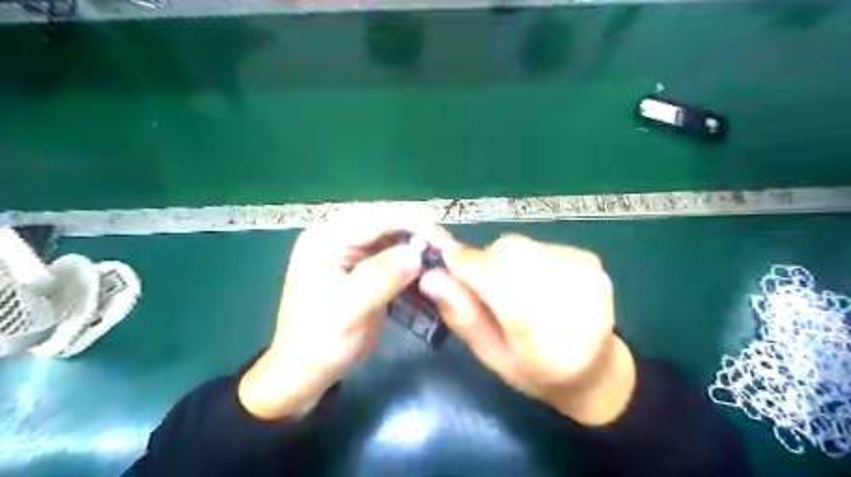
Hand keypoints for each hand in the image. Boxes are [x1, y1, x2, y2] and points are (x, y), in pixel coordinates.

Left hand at [236, 215, 454, 419]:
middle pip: (388, 224)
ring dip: (420, 249)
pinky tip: (430, 274)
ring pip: (394, 239)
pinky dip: (414, 264)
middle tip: (451, 254)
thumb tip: (417, 254)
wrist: (306, 372)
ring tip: (445, 263)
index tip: (447, 245)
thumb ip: (379, 278)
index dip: (416, 226)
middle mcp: (338, 237)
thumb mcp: (348, 312)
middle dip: (421, 235)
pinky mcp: (363, 267)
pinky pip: (394, 256)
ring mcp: (351, 252)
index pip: (377, 219)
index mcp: (326, 239)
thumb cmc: (320, 343)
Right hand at [419, 235, 629, 423]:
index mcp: (551, 346)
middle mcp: (578, 305)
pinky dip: (522, 257)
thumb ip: (463, 317)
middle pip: (511, 257)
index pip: (504, 289)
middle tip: (478, 284)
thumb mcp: (492, 357)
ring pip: (521, 245)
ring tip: (507, 285)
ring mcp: (590, 277)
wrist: (595, 368)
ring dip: (501, 259)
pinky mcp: (591, 260)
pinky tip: (531, 280)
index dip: (469, 268)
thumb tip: (430, 277)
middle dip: (483, 262)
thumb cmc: (535, 372)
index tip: (444, 261)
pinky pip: (537, 244)